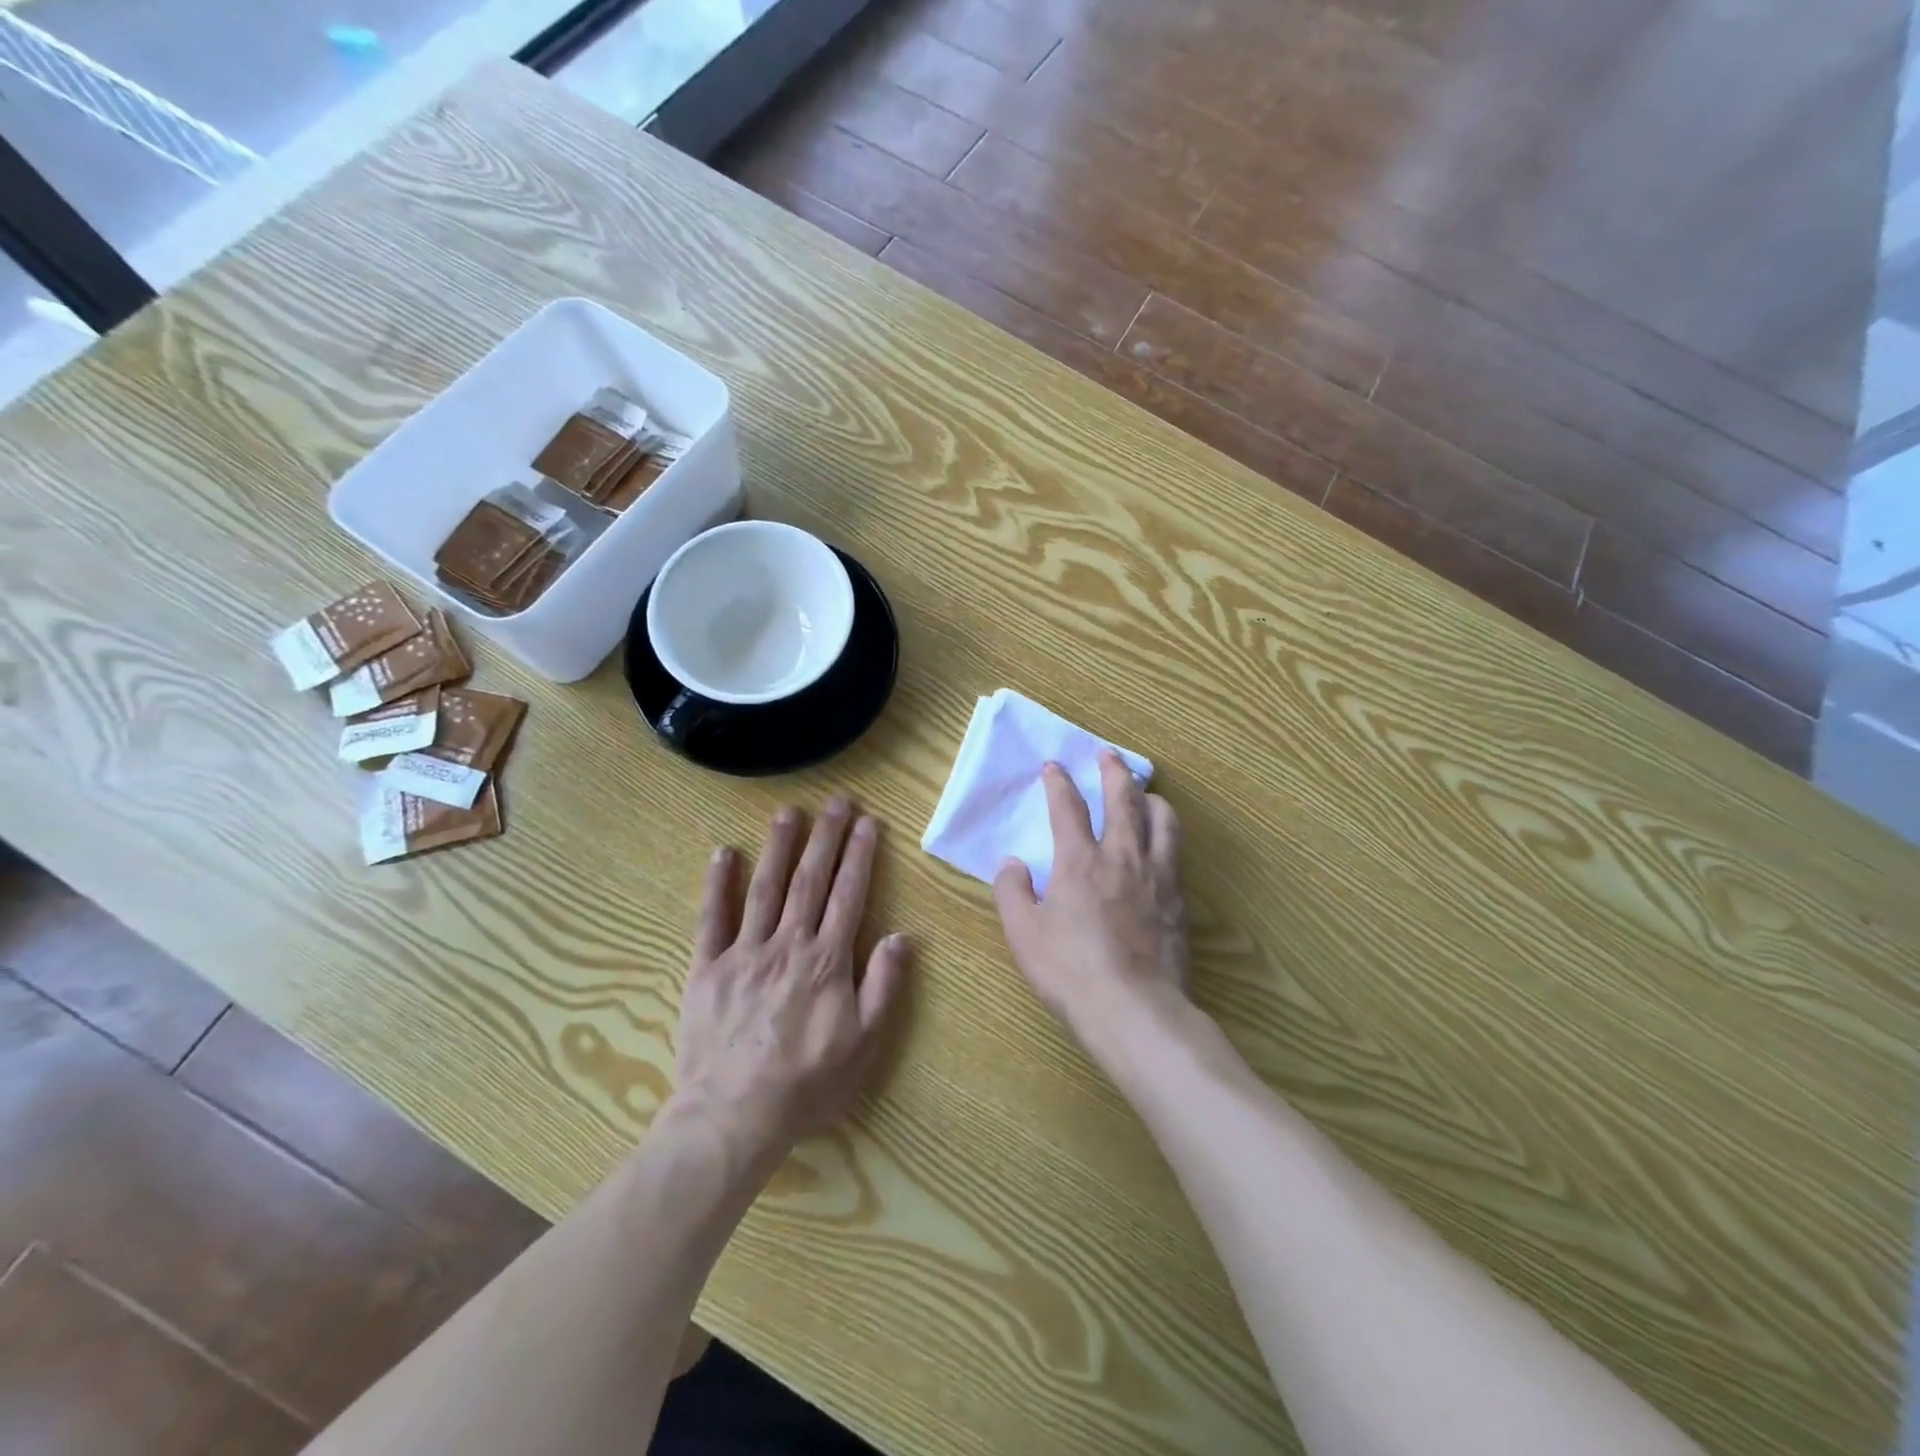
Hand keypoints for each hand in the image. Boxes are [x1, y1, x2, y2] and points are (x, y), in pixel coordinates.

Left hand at [674, 800, 908, 1153]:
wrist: (734, 1116)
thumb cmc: (807, 1083)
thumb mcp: (864, 1042)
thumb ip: (883, 985)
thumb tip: (901, 936)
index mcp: (826, 960)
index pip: (848, 895)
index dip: (860, 855)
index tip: (868, 823)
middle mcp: (787, 944)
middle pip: (810, 880)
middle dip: (826, 837)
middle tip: (837, 802)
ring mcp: (744, 953)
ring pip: (764, 888)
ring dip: (778, 846)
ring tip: (789, 812)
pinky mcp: (707, 968)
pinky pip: (711, 919)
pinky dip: (717, 884)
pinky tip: (722, 853)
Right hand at [993, 754, 1189, 1058]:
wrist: (1133, 1008)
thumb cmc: (1070, 970)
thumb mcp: (1023, 933)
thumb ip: (1011, 891)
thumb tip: (1012, 862)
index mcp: (1078, 861)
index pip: (1067, 807)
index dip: (1059, 782)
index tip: (1054, 766)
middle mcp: (1121, 856)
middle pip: (1123, 799)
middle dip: (1114, 772)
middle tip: (1109, 755)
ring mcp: (1156, 875)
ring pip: (1161, 819)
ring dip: (1151, 798)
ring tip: (1145, 792)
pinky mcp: (1179, 898)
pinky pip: (1177, 851)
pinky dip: (1168, 833)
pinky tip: (1164, 841)